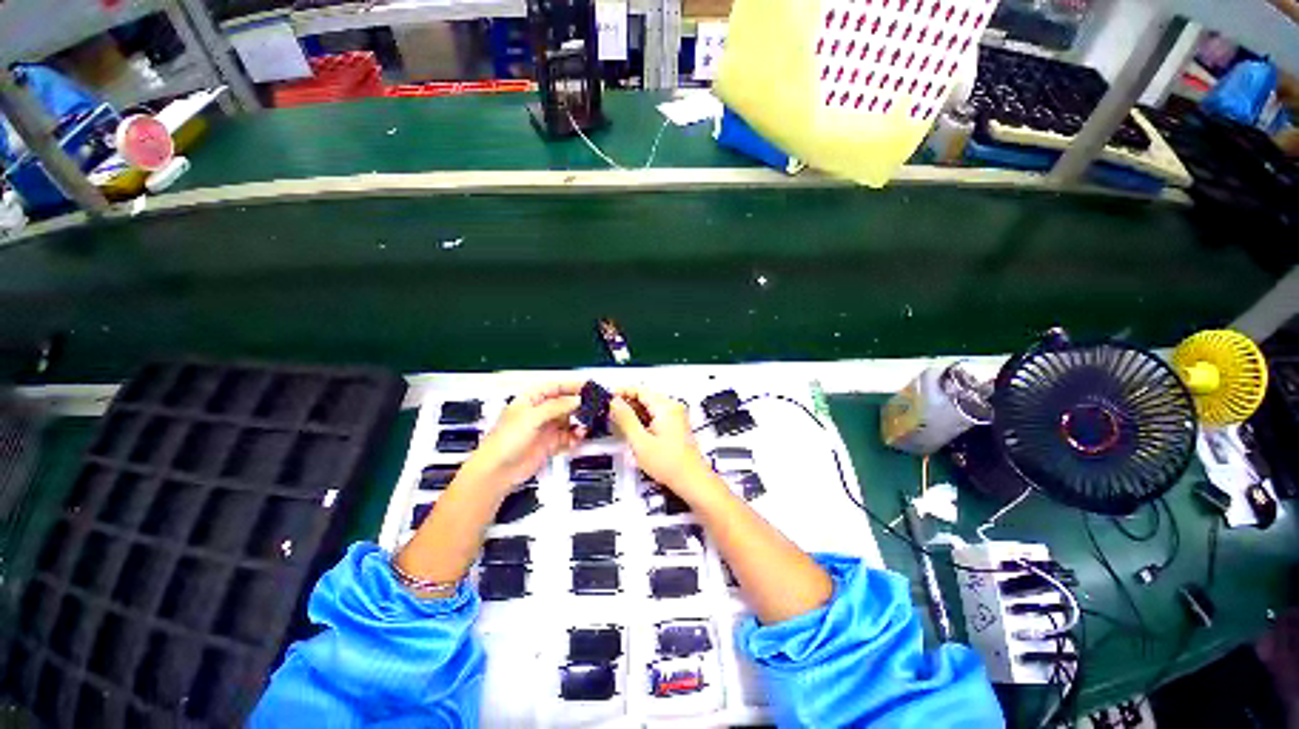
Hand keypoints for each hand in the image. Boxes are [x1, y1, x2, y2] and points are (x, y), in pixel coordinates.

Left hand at [460, 383, 584, 491]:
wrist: (497, 472)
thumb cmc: (506, 440)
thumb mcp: (532, 417)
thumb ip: (557, 407)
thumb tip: (577, 400)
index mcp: (531, 399)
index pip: (555, 387)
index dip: (572, 386)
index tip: (588, 387)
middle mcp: (540, 411)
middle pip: (565, 403)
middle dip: (578, 406)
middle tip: (593, 408)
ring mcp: (545, 428)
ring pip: (569, 420)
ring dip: (579, 422)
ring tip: (586, 427)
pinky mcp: (550, 443)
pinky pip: (568, 436)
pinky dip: (575, 437)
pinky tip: (578, 438)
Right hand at [609, 388, 718, 502]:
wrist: (691, 480)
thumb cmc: (671, 464)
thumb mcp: (640, 442)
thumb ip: (625, 419)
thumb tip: (614, 403)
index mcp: (666, 407)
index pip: (640, 390)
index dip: (622, 392)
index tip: (608, 398)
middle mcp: (673, 408)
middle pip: (644, 397)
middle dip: (626, 404)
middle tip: (610, 413)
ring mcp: (675, 416)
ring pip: (649, 407)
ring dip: (634, 413)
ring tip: (619, 425)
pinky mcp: (675, 426)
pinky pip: (655, 416)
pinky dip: (643, 420)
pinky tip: (633, 432)